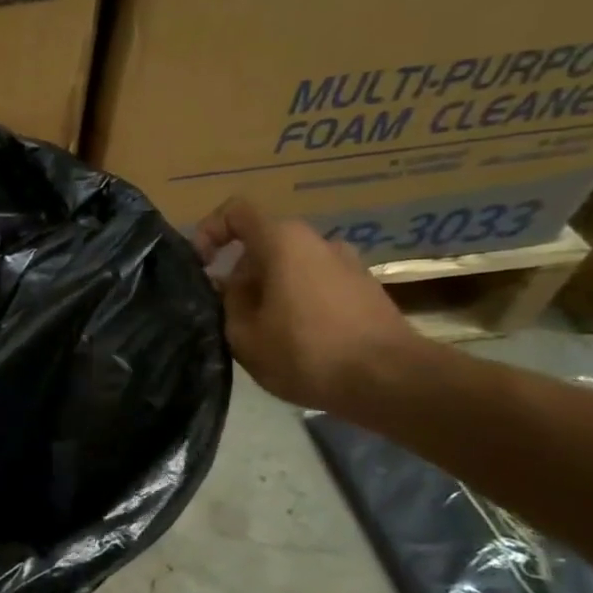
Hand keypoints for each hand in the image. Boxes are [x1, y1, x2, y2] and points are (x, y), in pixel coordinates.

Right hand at [193, 197, 417, 415]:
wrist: (392, 381)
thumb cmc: (306, 352)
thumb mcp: (243, 334)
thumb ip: (227, 301)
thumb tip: (227, 285)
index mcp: (284, 241)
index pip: (236, 211)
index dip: (210, 231)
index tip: (200, 266)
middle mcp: (318, 241)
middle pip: (264, 245)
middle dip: (239, 274)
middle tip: (228, 315)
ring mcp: (347, 264)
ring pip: (290, 267)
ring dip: (268, 291)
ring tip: (262, 332)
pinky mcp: (366, 289)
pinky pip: (316, 285)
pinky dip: (297, 302)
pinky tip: (296, 341)